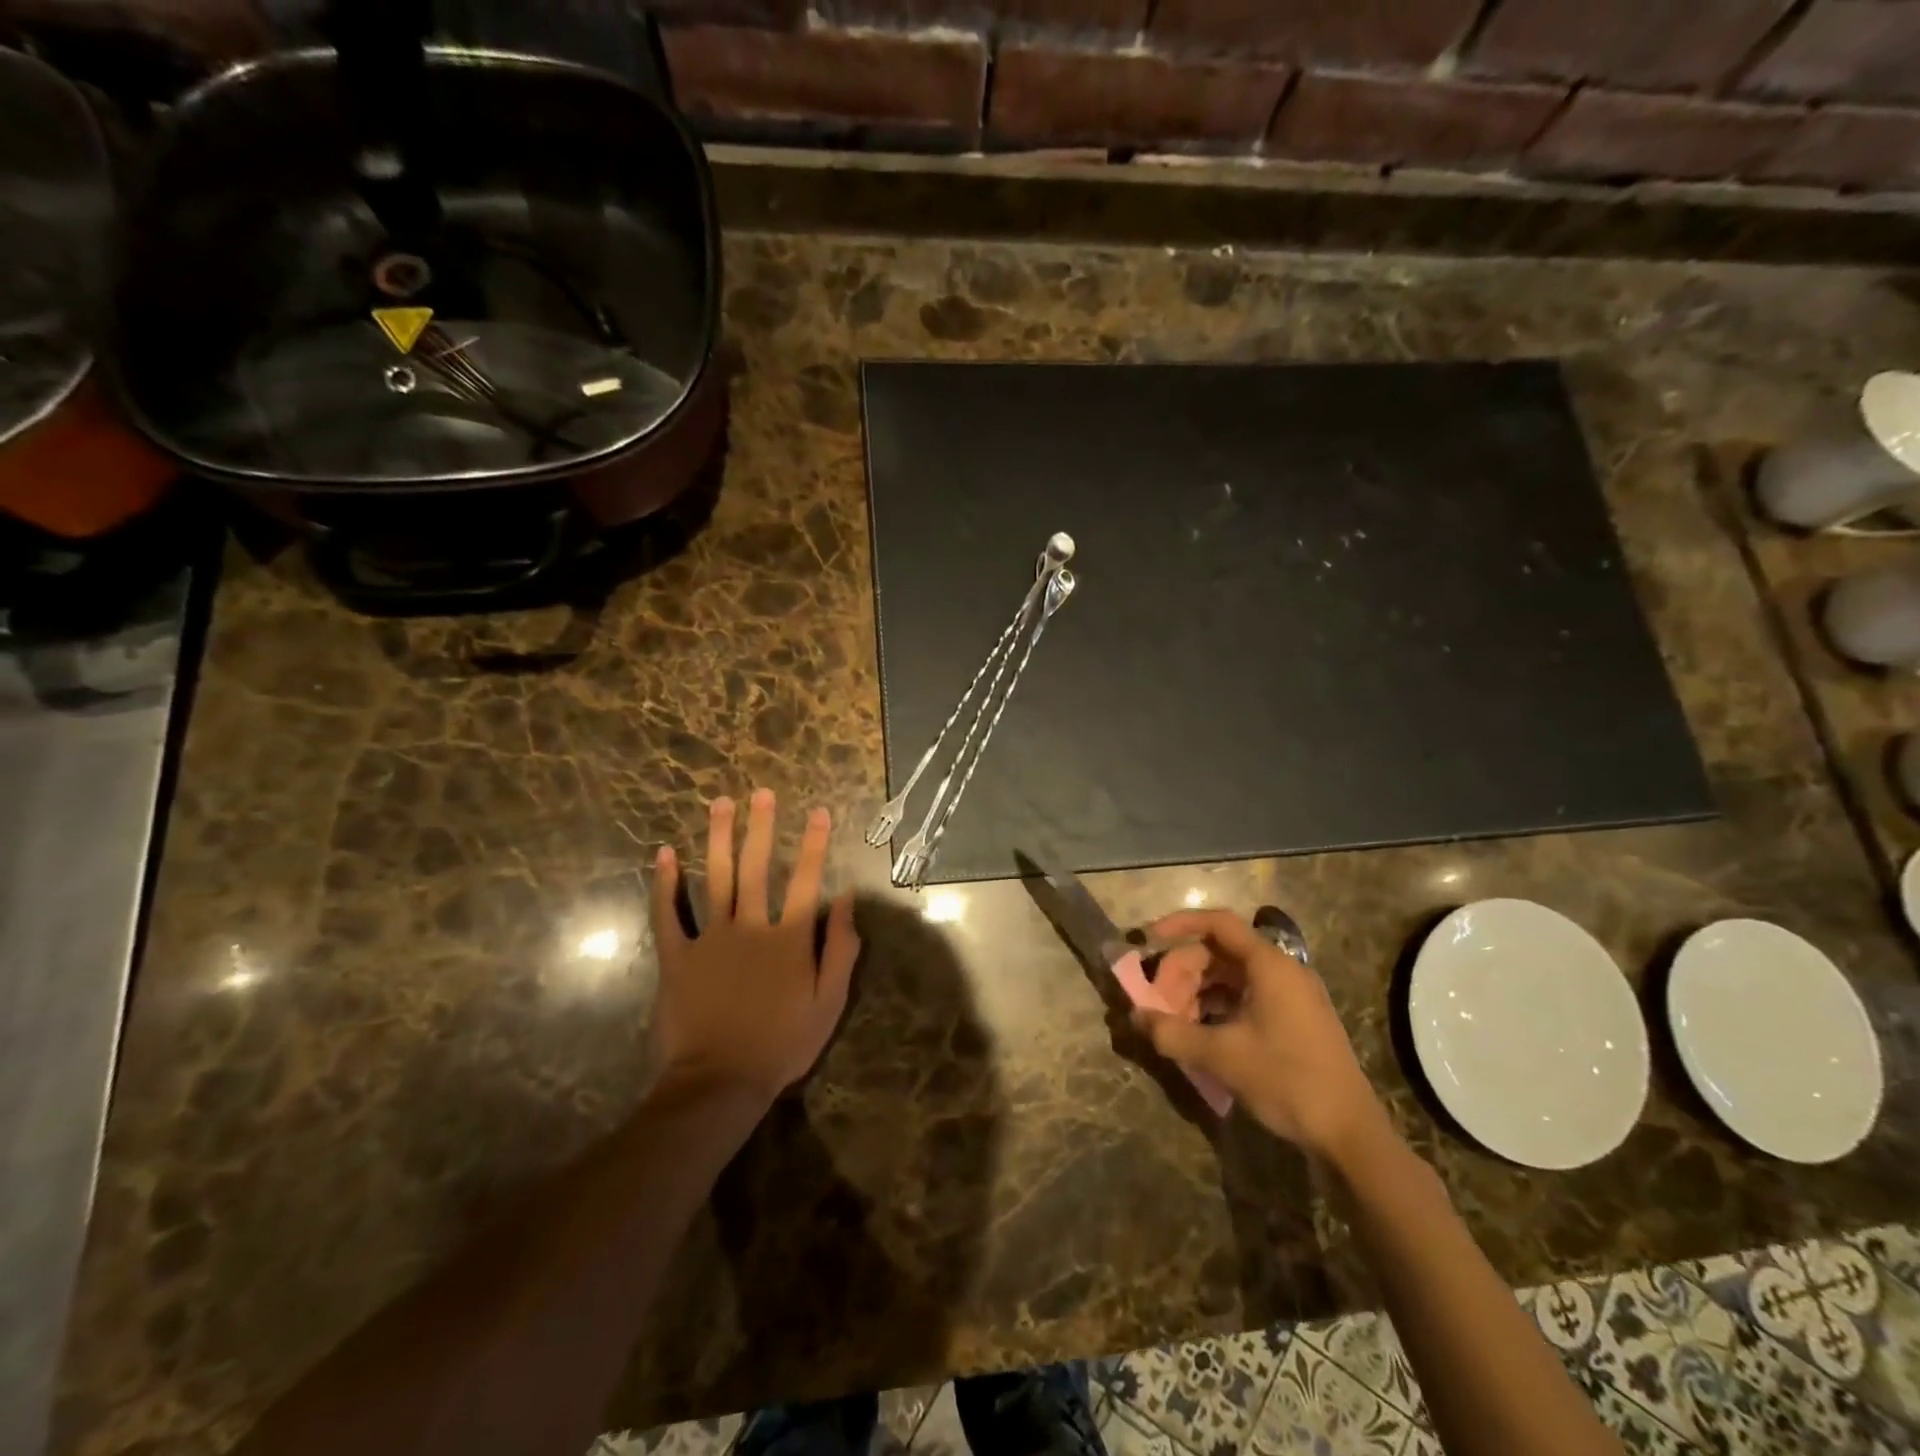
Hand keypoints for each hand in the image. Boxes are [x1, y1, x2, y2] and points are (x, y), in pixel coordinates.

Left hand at [649, 789, 859, 1106]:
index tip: (818, 811)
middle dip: (761, 827)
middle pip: (756, 867)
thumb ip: (841, 949)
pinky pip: (667, 914)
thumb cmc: (782, 1044)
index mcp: (789, 938)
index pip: (806, 880)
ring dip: (718, 839)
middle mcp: (750, 926)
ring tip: (720, 804)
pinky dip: (664, 884)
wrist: (719, 1082)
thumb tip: (848, 900)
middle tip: (761, 793)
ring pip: (714, 878)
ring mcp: (709, 938)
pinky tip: (664, 854)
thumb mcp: (829, 1002)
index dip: (814, 843)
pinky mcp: (676, 956)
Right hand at [1133, 909, 1388, 1164]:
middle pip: (1218, 952)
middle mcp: (1281, 970)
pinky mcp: (1292, 1019)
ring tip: (1176, 1023)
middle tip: (1159, 1002)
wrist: (1350, 1134)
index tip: (1148, 940)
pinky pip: (1245, 996)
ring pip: (1230, 976)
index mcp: (1269, 965)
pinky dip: (1217, 1007)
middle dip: (1182, 972)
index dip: (1179, 925)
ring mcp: (1290, 995)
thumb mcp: (1222, 1056)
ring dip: (1197, 992)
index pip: (1218, 923)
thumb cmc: (1287, 1081)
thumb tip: (1136, 1016)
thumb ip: (1172, 1033)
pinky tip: (1201, 1034)